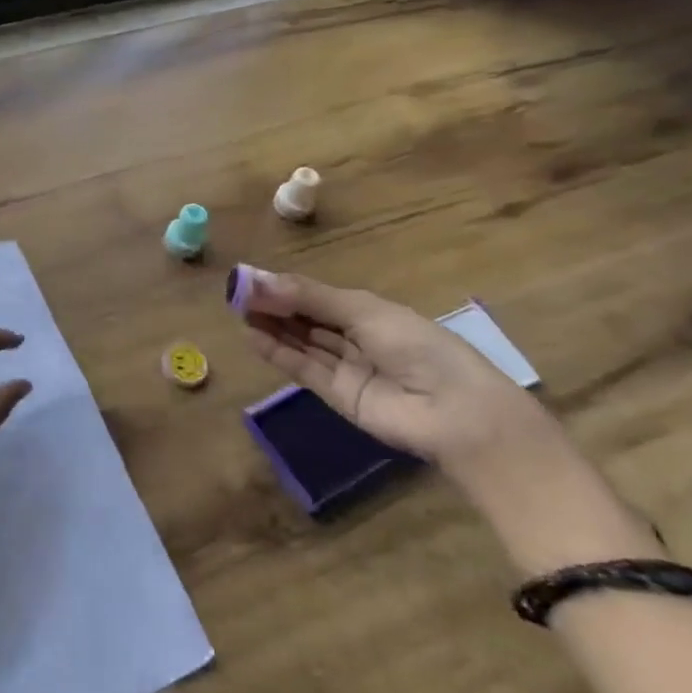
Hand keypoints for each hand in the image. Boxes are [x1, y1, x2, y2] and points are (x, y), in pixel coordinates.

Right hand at [238, 270, 551, 479]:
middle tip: (236, 293)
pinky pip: (302, 368)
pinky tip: (252, 335)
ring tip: (238, 310)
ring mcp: (345, 367)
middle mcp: (355, 337)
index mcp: (369, 311)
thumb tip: (256, 280)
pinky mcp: (336, 395)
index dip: (284, 286)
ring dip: (271, 325)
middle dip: (273, 304)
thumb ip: (309, 297)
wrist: (455, 413)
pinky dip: (277, 352)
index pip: (317, 295)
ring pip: (300, 341)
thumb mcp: (363, 311)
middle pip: (305, 317)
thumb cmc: (418, 346)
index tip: (249, 278)